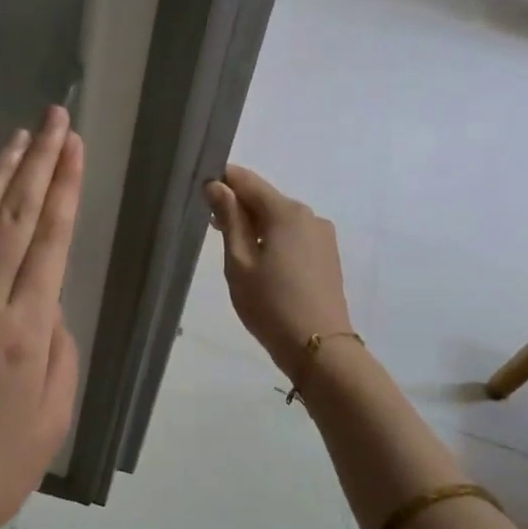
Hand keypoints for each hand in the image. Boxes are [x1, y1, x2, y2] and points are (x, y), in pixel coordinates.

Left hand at [0, 107, 83, 528]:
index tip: (73, 145)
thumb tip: (45, 305)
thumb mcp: (53, 418)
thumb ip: (58, 350)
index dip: (64, 187)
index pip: (51, 240)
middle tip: (53, 119)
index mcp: (27, 331)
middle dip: (38, 163)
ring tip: (16, 137)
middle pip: (14, 218)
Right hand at [203, 164, 353, 380]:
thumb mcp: (239, 261)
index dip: (222, 181)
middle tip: (210, 225)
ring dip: (255, 224)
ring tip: (233, 249)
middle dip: (238, 205)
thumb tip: (217, 186)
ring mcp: (322, 236)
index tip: (200, 193)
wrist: (318, 347)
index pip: (247, 181)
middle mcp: (309, 215)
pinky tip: (260, 262)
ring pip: (280, 218)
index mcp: (286, 212)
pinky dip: (272, 239)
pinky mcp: (327, 255)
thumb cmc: (270, 304)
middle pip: (265, 198)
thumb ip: (229, 219)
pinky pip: (293, 235)